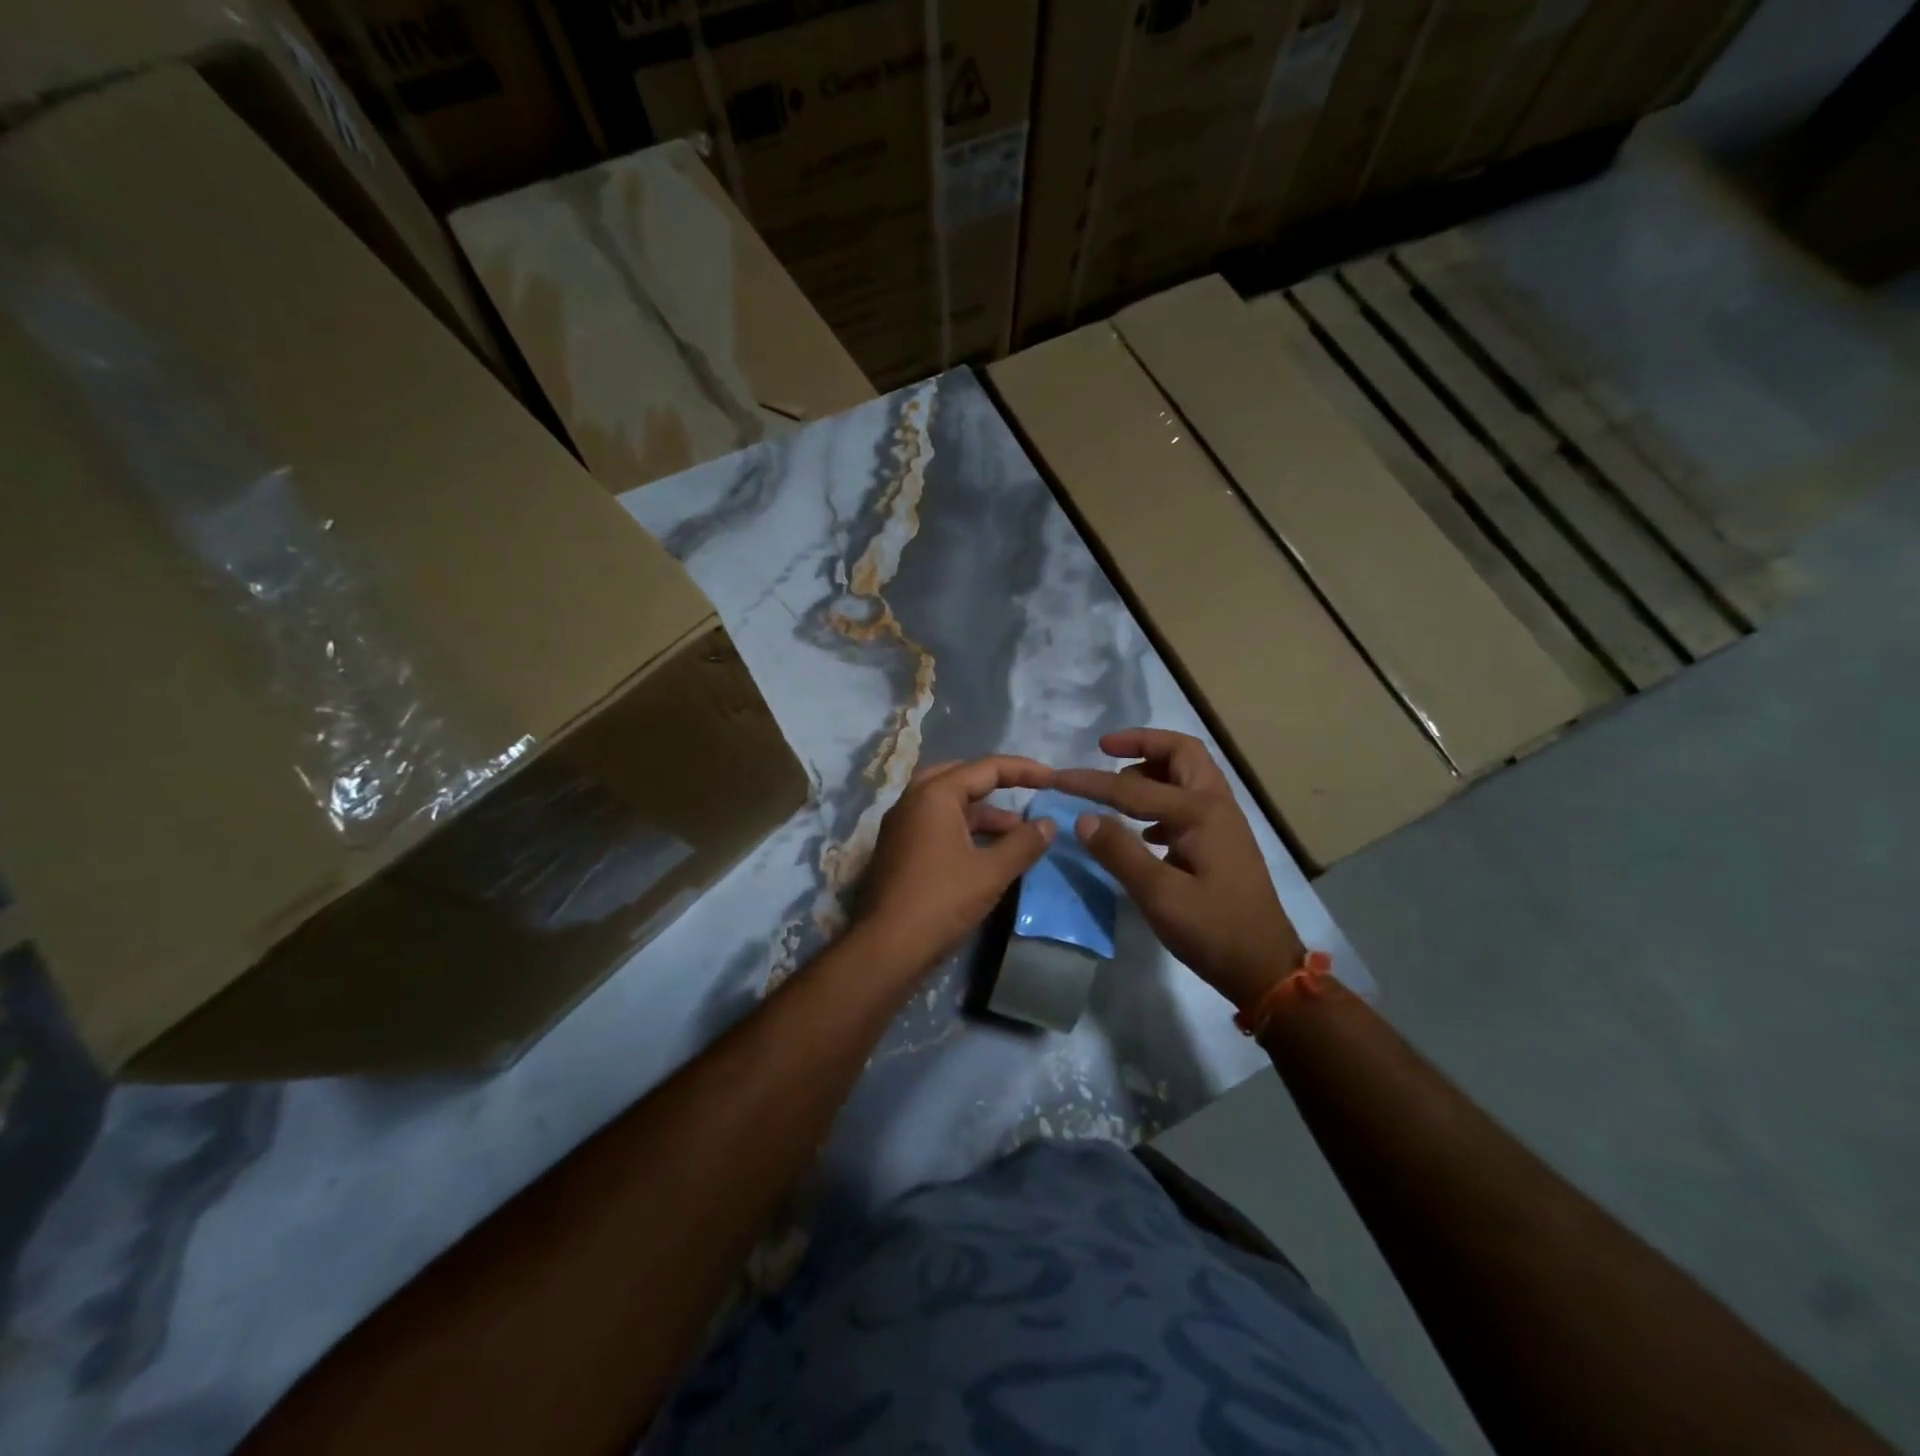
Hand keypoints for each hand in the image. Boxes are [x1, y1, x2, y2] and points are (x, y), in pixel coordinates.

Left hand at [855, 755, 1056, 978]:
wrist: (887, 947)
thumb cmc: (941, 901)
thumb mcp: (991, 872)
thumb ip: (1023, 843)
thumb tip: (1049, 824)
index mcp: (934, 795)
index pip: (985, 768)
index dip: (1023, 770)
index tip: (1052, 779)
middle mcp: (912, 801)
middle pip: (959, 777)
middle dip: (994, 784)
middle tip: (1024, 793)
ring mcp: (901, 826)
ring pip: (946, 804)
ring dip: (981, 812)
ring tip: (1015, 832)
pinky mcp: (898, 850)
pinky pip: (935, 825)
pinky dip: (963, 829)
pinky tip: (986, 852)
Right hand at [1055, 729, 1303, 1012]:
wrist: (1265, 967)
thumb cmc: (1213, 930)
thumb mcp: (1159, 896)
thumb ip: (1120, 852)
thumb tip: (1083, 818)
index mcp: (1200, 812)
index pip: (1133, 787)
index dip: (1091, 782)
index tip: (1056, 777)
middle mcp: (1216, 805)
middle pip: (1181, 752)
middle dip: (1142, 743)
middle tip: (1105, 750)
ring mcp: (1223, 822)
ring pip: (1188, 774)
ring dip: (1153, 769)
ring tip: (1117, 787)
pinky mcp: (1222, 841)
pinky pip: (1189, 800)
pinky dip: (1162, 798)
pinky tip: (1142, 829)